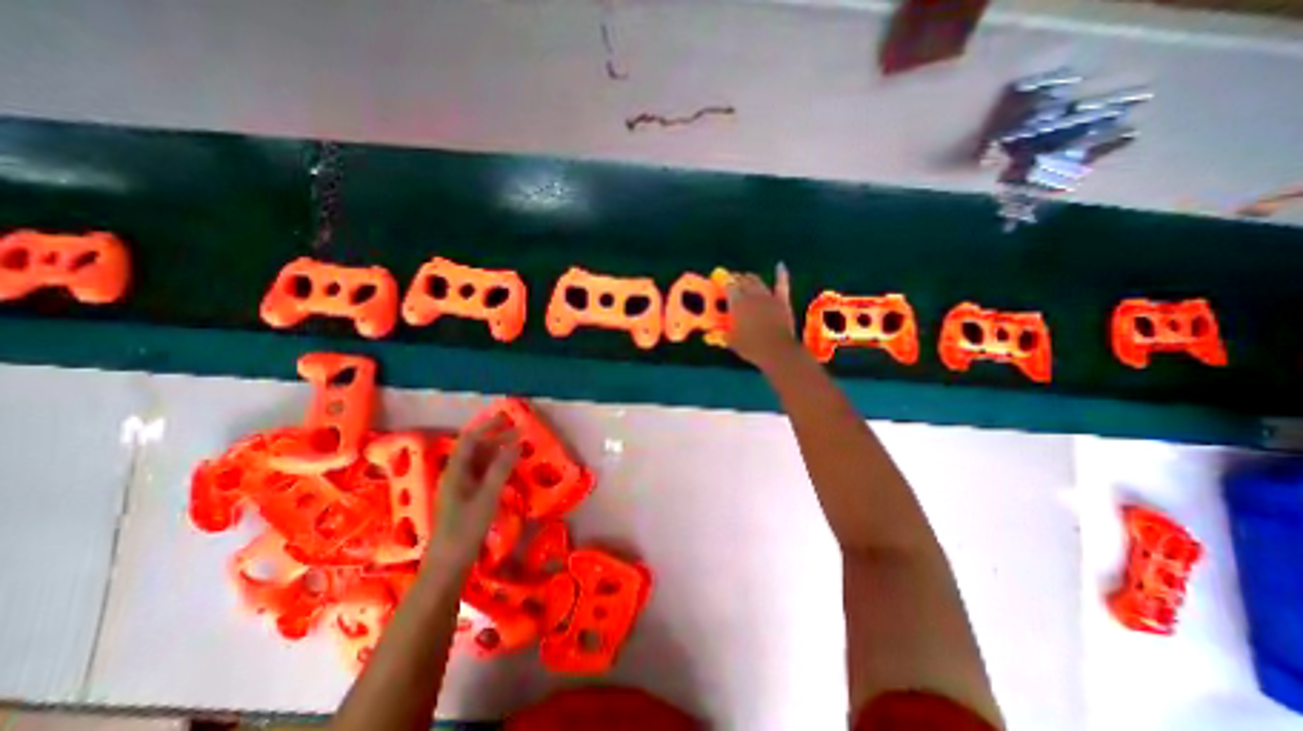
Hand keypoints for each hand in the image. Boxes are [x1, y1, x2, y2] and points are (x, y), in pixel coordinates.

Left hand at [428, 415, 519, 573]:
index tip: (506, 418)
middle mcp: (455, 476)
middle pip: (474, 449)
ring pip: (478, 462)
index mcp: (455, 472)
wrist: (448, 566)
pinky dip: (495, 467)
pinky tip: (508, 469)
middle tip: (518, 431)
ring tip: (517, 446)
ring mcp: (459, 488)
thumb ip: (501, 469)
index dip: (487, 426)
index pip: (470, 440)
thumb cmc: (466, 529)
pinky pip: (481, 475)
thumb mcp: (487, 497)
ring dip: (496, 452)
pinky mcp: (465, 499)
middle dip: (495, 437)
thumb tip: (516, 444)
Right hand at [728, 264, 798, 371]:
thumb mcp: (732, 341)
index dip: (724, 283)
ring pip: (757, 281)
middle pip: (742, 281)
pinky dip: (780, 274)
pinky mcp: (782, 301)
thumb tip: (719, 332)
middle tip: (731, 281)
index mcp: (737, 303)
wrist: (777, 350)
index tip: (720, 283)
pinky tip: (780, 265)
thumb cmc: (751, 347)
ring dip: (750, 278)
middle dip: (735, 279)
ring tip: (746, 278)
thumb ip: (724, 333)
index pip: (728, 286)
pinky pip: (781, 283)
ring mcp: (768, 296)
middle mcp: (751, 295)